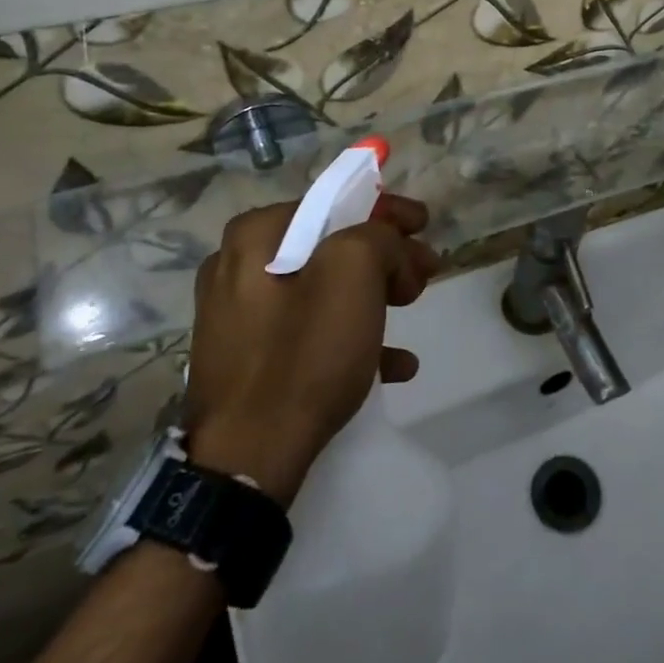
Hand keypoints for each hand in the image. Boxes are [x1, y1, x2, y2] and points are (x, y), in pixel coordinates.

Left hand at [183, 195, 437, 505]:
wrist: (247, 460)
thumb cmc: (303, 354)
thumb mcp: (354, 275)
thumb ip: (378, 236)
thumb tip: (386, 244)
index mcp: (256, 236)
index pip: (334, 202)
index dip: (387, 209)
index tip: (425, 224)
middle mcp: (238, 267)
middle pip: (331, 246)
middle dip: (386, 257)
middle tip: (423, 274)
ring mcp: (239, 316)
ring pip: (323, 289)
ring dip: (373, 295)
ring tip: (411, 309)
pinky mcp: (247, 358)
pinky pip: (308, 332)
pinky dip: (350, 336)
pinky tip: (394, 363)